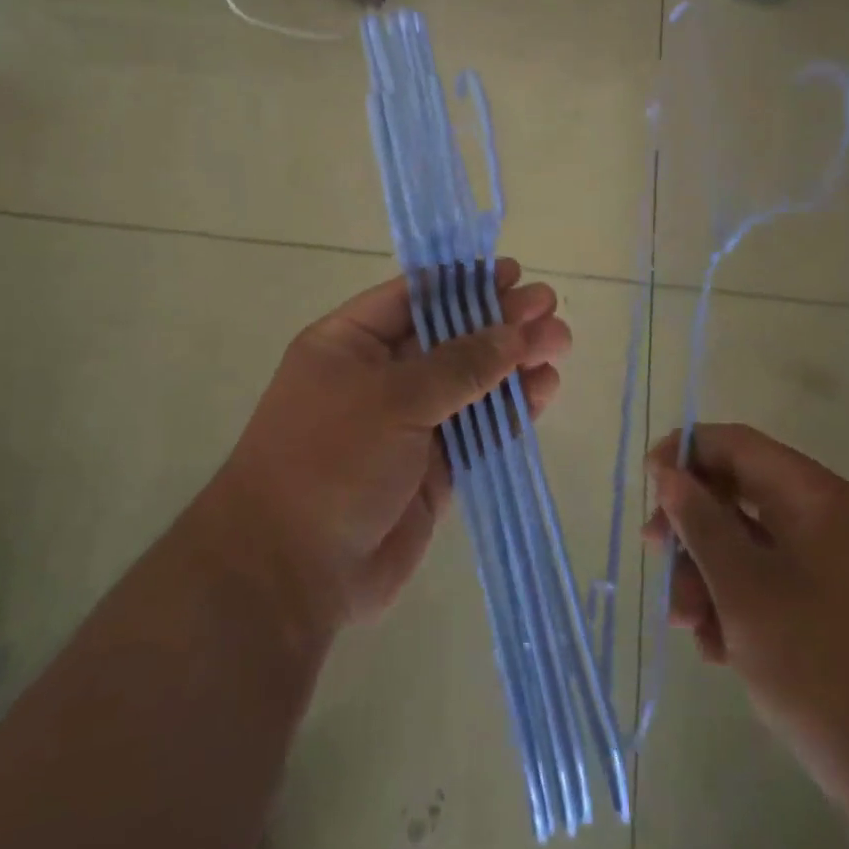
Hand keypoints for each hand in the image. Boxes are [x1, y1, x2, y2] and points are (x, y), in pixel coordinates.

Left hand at [218, 260, 570, 627]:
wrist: (289, 574)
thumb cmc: (330, 460)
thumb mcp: (392, 399)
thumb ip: (459, 365)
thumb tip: (514, 334)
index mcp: (351, 343)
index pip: (414, 297)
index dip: (463, 283)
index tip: (511, 274)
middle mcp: (380, 377)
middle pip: (449, 337)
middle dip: (498, 320)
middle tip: (549, 307)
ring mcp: (407, 424)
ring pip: (470, 382)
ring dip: (513, 362)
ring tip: (559, 343)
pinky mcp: (433, 468)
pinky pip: (478, 429)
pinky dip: (510, 410)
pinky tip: (544, 389)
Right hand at [644, 423, 848, 797]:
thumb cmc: (817, 661)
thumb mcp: (742, 587)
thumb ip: (699, 521)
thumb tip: (669, 473)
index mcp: (813, 495)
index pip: (737, 444)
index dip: (686, 452)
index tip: (649, 482)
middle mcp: (826, 517)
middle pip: (739, 492)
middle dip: (691, 525)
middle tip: (656, 555)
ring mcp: (834, 563)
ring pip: (750, 542)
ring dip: (708, 573)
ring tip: (685, 622)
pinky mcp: (836, 606)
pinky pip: (774, 580)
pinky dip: (739, 601)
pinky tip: (717, 647)